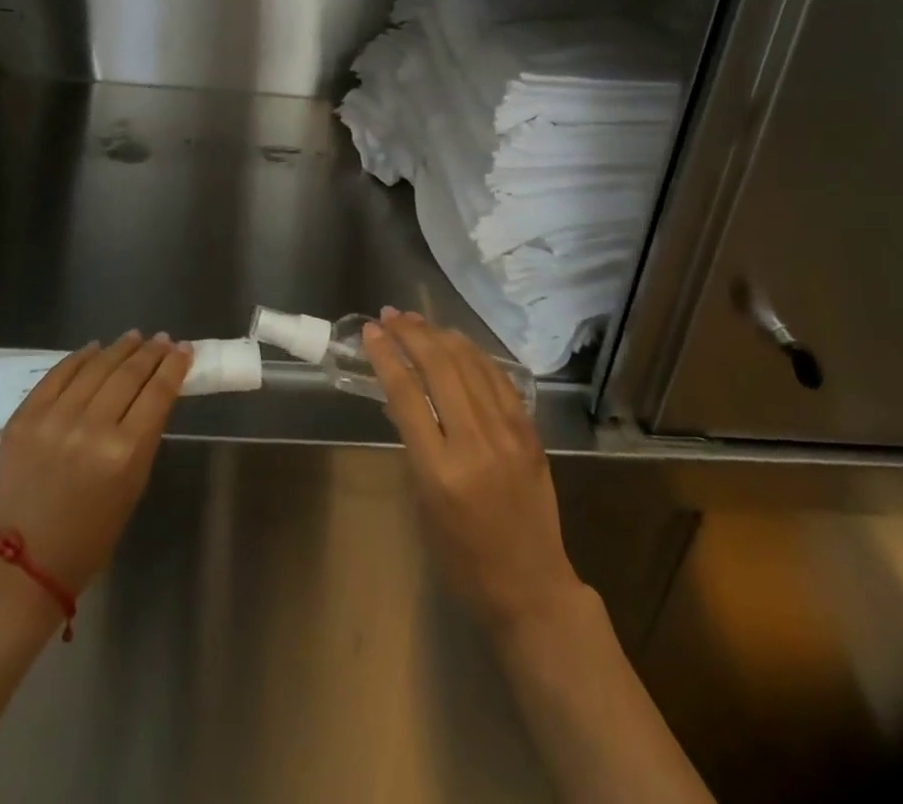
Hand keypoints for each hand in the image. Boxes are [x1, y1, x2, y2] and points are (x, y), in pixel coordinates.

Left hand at [0, 332, 191, 596]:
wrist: (25, 562)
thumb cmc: (92, 533)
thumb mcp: (133, 484)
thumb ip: (144, 433)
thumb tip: (154, 389)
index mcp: (125, 453)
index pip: (157, 393)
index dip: (174, 366)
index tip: (184, 348)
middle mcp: (91, 428)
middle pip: (128, 374)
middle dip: (150, 352)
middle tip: (163, 339)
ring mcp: (53, 419)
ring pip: (95, 367)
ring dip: (118, 349)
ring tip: (134, 337)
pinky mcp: (24, 417)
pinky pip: (58, 375)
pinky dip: (79, 358)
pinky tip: (94, 348)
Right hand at [363, 309, 584, 632]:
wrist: (532, 586)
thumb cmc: (463, 557)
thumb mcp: (423, 502)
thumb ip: (414, 444)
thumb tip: (404, 396)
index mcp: (440, 469)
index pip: (407, 395)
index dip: (385, 356)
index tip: (370, 332)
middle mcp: (475, 443)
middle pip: (439, 367)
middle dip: (411, 334)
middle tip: (390, 316)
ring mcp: (508, 433)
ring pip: (470, 364)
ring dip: (440, 335)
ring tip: (418, 321)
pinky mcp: (530, 433)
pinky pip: (498, 379)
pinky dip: (474, 354)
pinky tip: (457, 343)